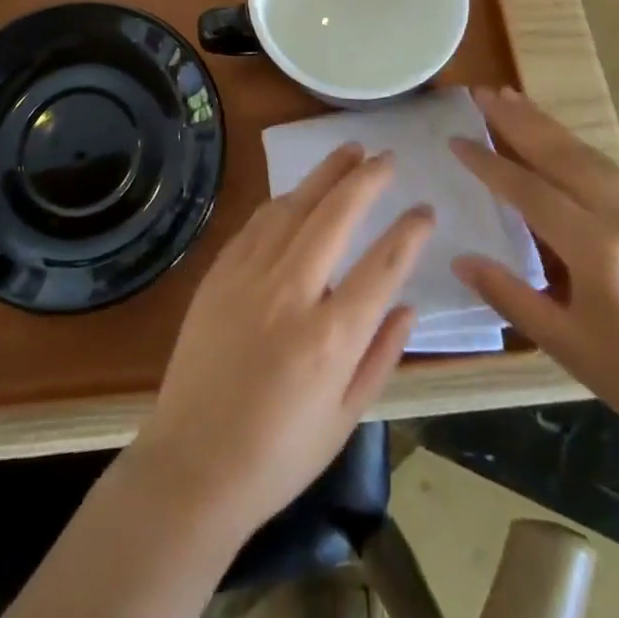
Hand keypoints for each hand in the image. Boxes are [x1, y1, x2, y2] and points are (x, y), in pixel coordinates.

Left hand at [132, 144, 434, 541]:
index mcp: (330, 338)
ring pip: (293, 207)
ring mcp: (249, 277)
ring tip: (348, 153)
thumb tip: (408, 304)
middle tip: (386, 157)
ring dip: (323, 175)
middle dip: (365, 180)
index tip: (424, 209)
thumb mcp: (345, 418)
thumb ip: (381, 356)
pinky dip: (284, 201)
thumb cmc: (279, 455)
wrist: (194, 464)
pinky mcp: (219, 274)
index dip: (409, 232)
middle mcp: (290, 294)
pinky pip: (257, 223)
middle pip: (335, 217)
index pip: (381, 266)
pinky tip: (298, 192)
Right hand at [451, 88, 618, 474]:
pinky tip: (559, 142)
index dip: (489, 163)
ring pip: (590, 156)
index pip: (530, 191)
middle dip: (518, 120)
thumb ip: (509, 295)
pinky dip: (578, 149)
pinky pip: (613, 172)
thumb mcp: (566, 345)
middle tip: (482, 92)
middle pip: (562, 155)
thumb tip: (460, 259)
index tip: (456, 139)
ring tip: (512, 98)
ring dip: (548, 125)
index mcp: (599, 250)